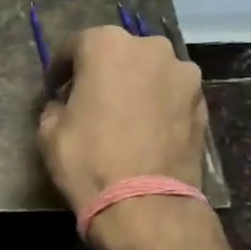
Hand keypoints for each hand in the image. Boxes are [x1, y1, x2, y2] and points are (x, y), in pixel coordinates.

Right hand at [38, 26, 207, 212]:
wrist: (145, 203)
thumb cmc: (88, 160)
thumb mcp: (49, 132)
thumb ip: (55, 106)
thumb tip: (64, 104)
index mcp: (107, 45)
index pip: (75, 46)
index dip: (59, 68)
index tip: (53, 90)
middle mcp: (151, 48)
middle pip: (118, 53)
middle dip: (101, 72)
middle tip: (87, 101)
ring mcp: (183, 74)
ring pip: (148, 73)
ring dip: (133, 87)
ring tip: (120, 117)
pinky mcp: (202, 103)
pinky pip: (169, 96)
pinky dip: (155, 106)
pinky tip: (143, 131)